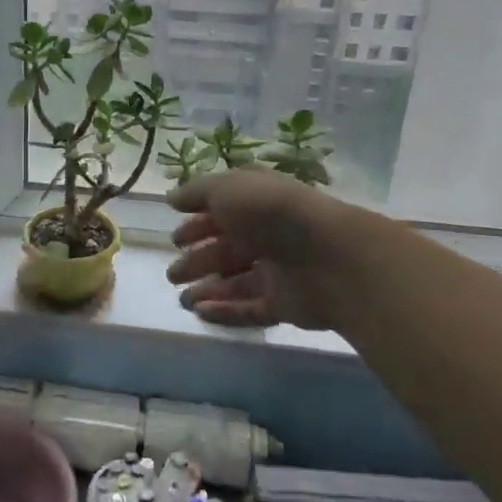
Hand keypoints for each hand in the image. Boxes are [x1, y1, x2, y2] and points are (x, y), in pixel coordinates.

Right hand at [167, 170, 354, 331]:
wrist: (329, 255)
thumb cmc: (271, 212)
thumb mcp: (227, 188)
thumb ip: (196, 192)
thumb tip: (172, 197)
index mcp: (257, 202)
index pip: (222, 212)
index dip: (197, 224)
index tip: (174, 238)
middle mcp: (267, 234)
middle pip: (227, 249)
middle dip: (198, 260)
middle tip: (172, 274)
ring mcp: (278, 270)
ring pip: (236, 281)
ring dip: (208, 289)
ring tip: (182, 300)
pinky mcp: (285, 303)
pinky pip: (250, 308)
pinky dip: (225, 311)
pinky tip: (201, 313)